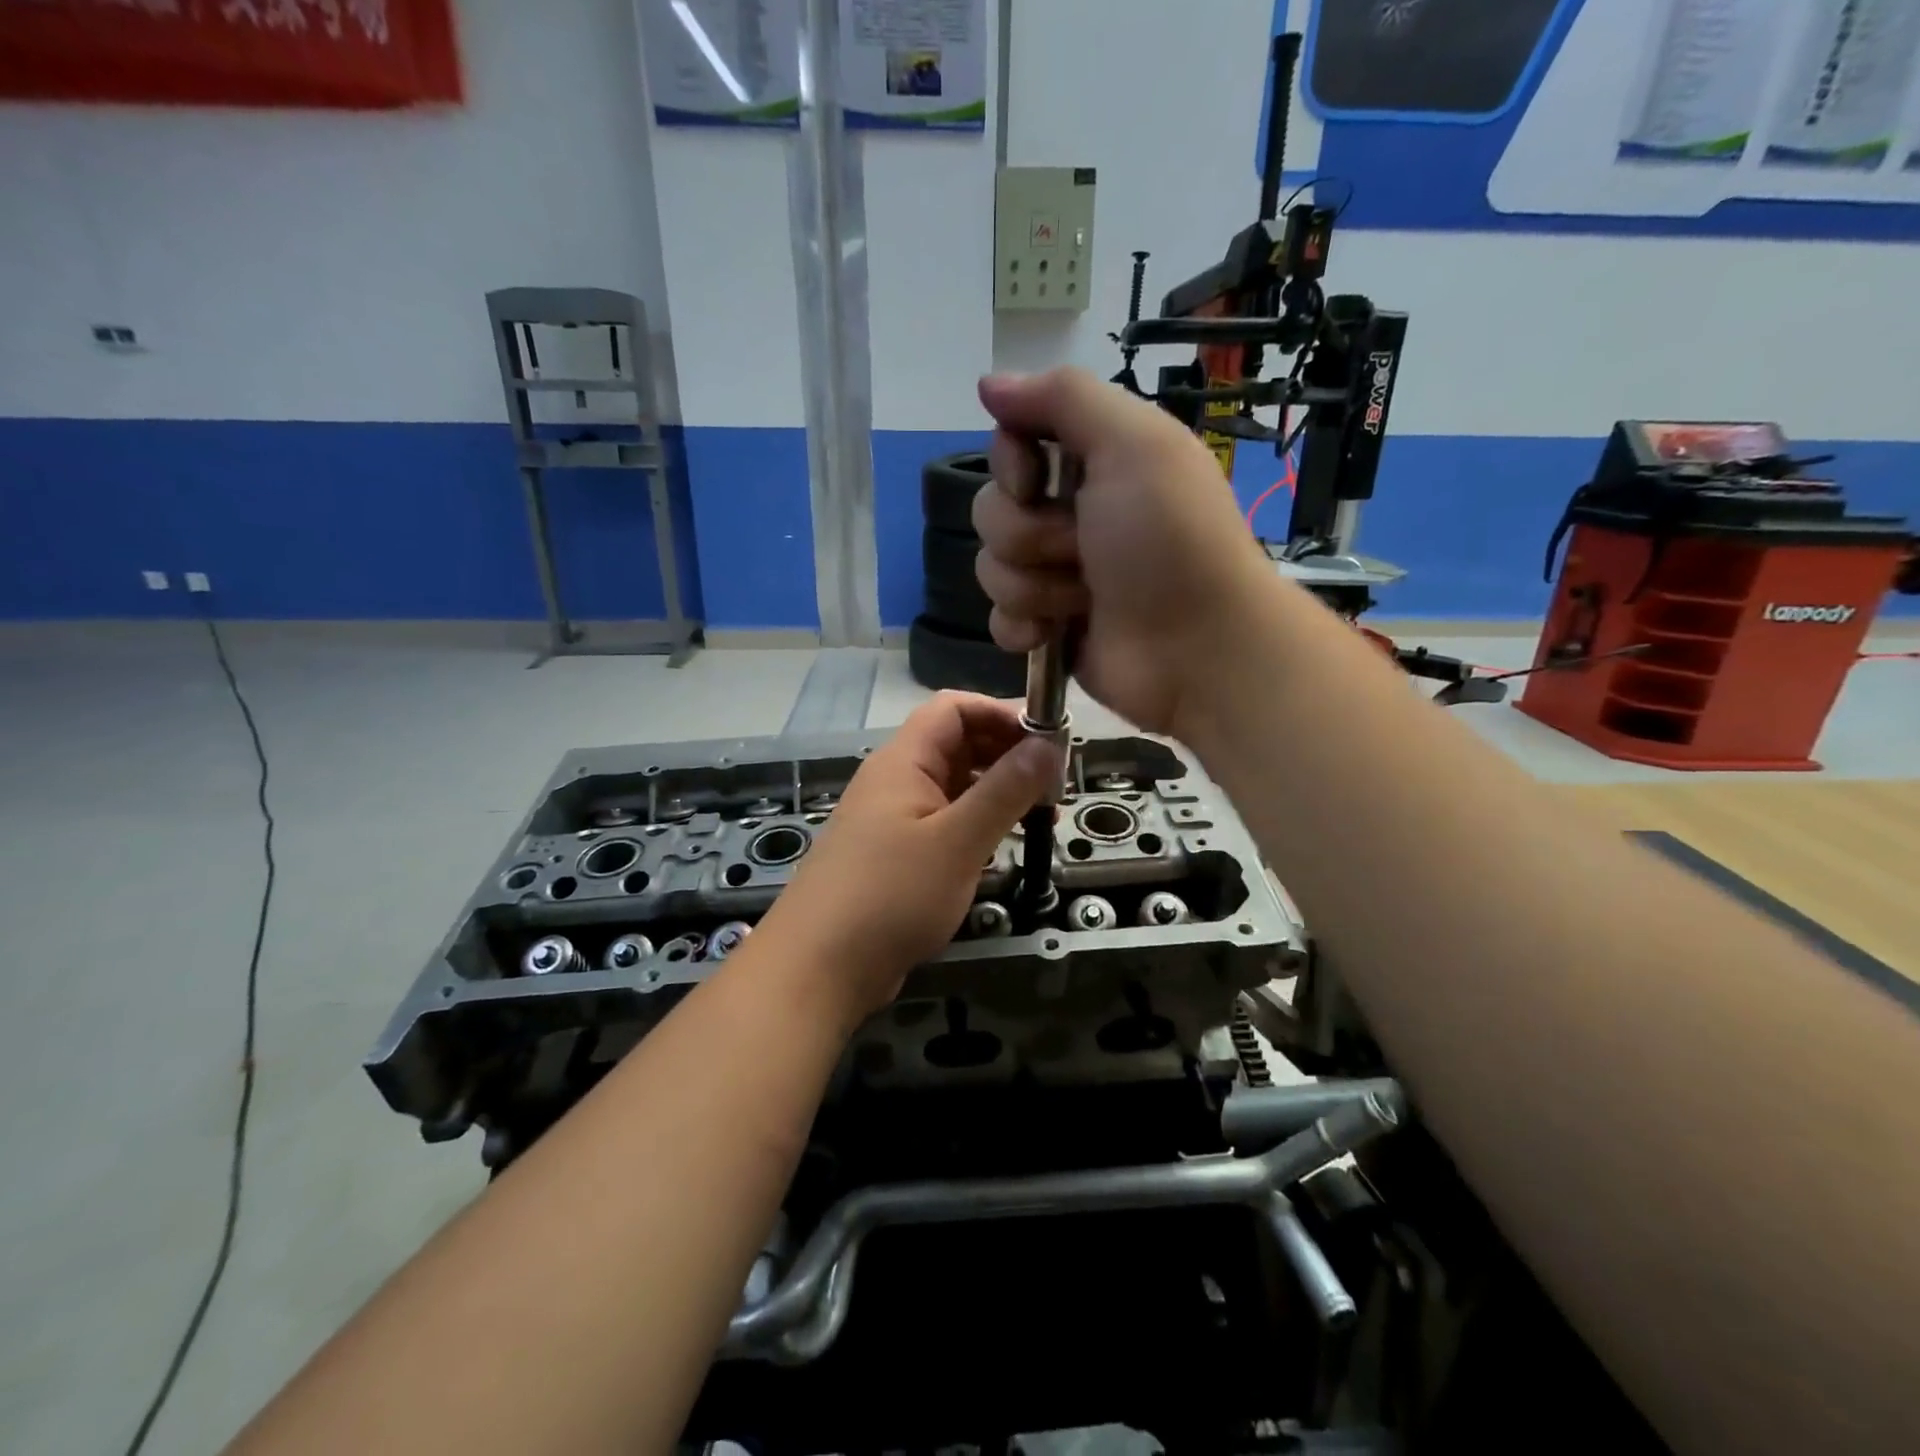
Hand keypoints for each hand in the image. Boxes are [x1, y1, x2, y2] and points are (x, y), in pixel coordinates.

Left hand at [756, 693, 1061, 1023]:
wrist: (819, 968)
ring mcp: (892, 818)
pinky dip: (976, 823)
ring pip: (953, 785)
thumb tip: (1048, 742)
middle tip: (1054, 781)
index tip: (1049, 738)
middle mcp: (895, 780)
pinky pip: (943, 821)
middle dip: (1006, 753)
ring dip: (996, 790)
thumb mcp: (958, 841)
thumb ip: (1005, 790)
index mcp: (903, 761)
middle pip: (956, 743)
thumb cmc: (890, 896)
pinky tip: (1002, 844)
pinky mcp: (895, 855)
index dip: (1002, 713)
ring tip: (1041, 814)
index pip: (955, 708)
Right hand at [971, 368, 1272, 735]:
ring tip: (1084, 599)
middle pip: (991, 511)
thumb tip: (989, 384)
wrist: (1197, 648)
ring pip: (992, 568)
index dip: (1011, 466)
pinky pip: (998, 619)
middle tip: (1084, 552)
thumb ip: (1063, 399)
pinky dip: (1023, 627)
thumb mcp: (1134, 444)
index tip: (1036, 483)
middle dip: (1032, 536)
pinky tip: (1054, 633)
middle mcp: (1070, 515)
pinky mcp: (1048, 628)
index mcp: (1092, 463)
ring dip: (1036, 586)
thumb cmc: (1170, 540)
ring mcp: (1056, 576)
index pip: (1009, 446)